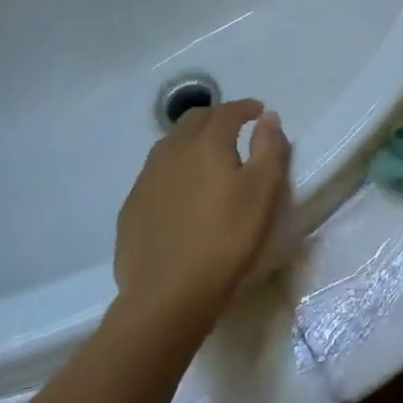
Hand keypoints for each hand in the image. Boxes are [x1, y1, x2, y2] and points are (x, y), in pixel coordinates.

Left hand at [115, 99, 290, 328]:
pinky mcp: (132, 207)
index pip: (227, 111)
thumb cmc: (227, 238)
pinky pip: (156, 174)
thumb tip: (268, 118)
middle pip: (194, 120)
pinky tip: (182, 191)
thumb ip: (270, 148)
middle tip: (235, 129)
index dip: (245, 108)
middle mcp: (172, 151)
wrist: (168, 294)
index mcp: (206, 143)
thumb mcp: (264, 191)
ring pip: (170, 145)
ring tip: (208, 157)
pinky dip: (174, 169)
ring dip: (192, 140)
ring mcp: (146, 179)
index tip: (259, 111)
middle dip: (217, 117)